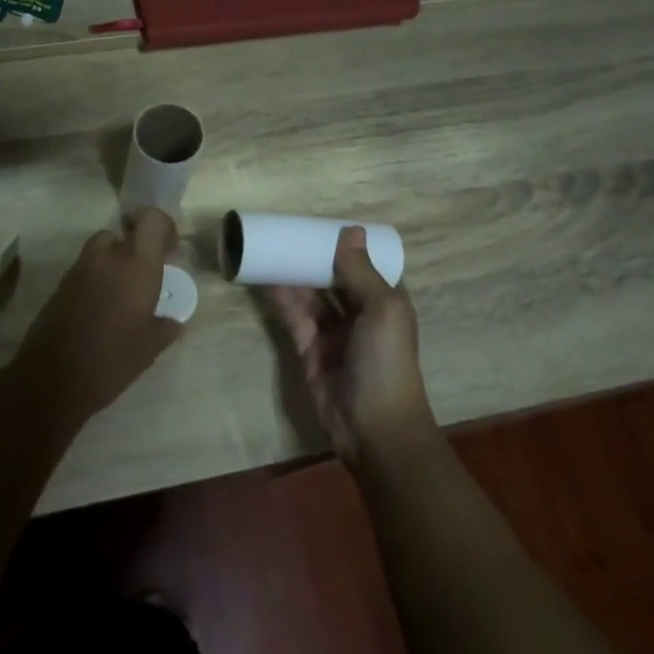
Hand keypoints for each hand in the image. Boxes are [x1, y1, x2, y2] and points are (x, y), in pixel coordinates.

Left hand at [16, 208, 182, 422]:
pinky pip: (84, 271)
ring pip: (100, 251)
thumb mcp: (150, 348)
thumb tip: (175, 322)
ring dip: (112, 265)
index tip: (169, 251)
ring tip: (121, 298)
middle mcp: (107, 258)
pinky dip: (95, 280)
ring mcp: (78, 269)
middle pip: (122, 234)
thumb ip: (166, 327)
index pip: (151, 220)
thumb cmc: (112, 360)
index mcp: (136, 266)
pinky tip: (100, 311)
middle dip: (133, 250)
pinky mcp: (60, 285)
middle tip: (143, 279)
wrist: (52, 378)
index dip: (163, 227)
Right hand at [268, 228, 430, 461]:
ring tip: (271, 249)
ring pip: (311, 297)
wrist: (373, 428)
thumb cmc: (387, 362)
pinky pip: (295, 317)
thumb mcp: (383, 310)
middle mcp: (361, 314)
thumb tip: (350, 230)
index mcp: (385, 303)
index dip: (348, 247)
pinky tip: (267, 279)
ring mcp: (334, 333)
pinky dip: (282, 299)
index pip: (366, 267)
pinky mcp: (310, 350)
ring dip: (294, 275)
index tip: (323, 224)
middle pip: (334, 279)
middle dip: (314, 258)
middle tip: (288, 232)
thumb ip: (361, 272)